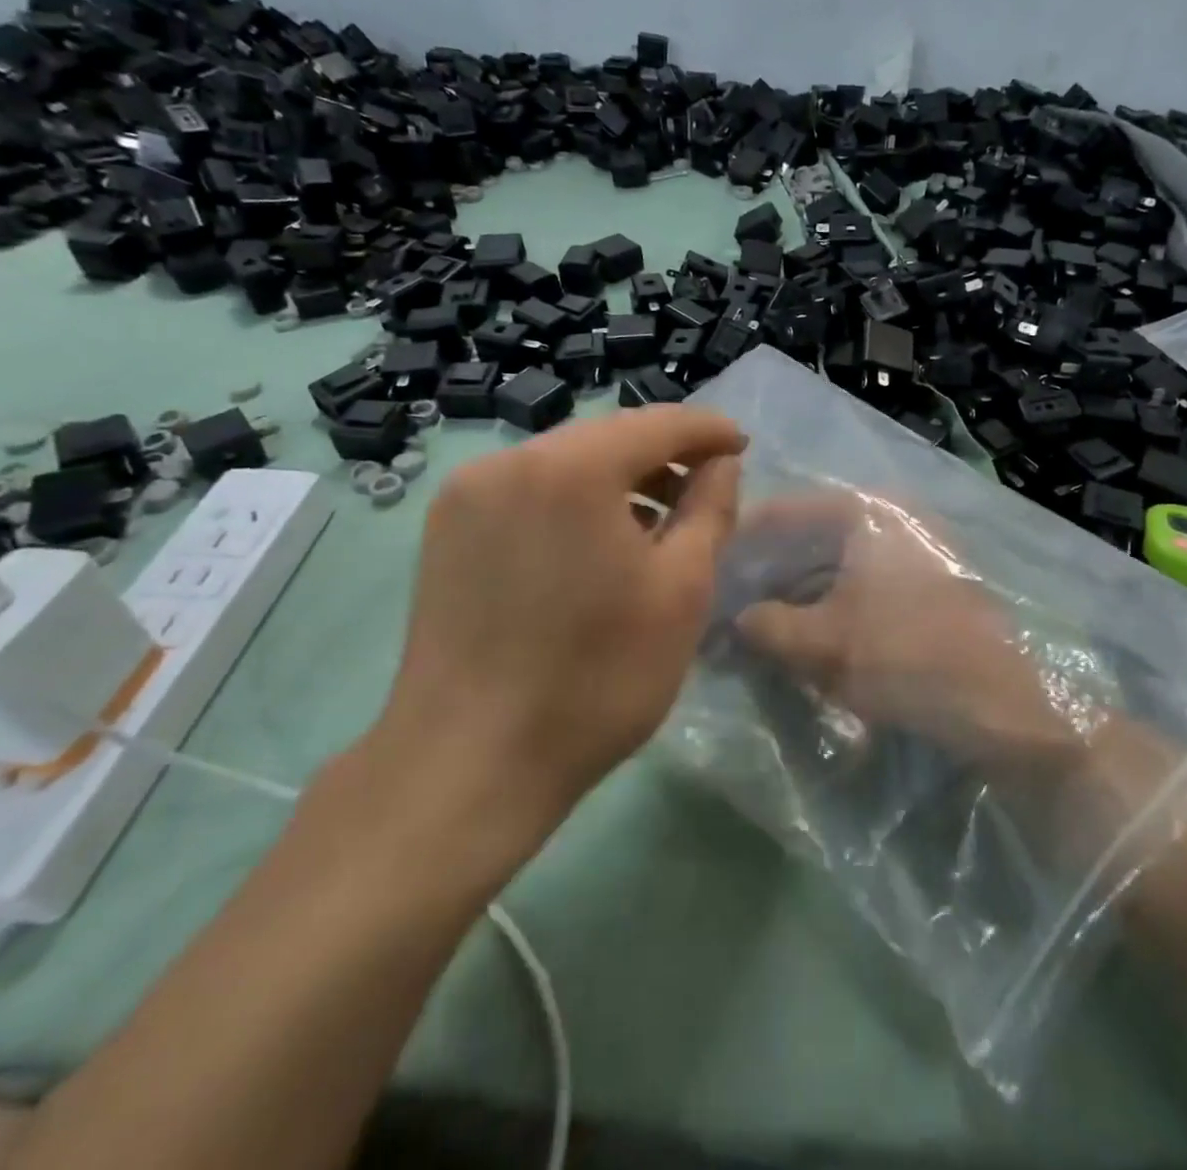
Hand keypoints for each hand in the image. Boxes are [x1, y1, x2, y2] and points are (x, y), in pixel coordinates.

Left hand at [353, 406, 744, 849]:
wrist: (469, 762)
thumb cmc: (596, 678)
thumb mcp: (681, 591)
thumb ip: (709, 509)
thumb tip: (720, 463)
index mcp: (570, 468)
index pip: (656, 423)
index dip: (706, 430)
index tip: (741, 446)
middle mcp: (509, 461)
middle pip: (605, 437)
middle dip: (661, 454)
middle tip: (705, 485)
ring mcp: (467, 494)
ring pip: (563, 462)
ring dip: (616, 478)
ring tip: (656, 522)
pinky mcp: (445, 529)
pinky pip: (526, 490)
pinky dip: (572, 500)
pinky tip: (594, 543)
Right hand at [733, 492, 1079, 760]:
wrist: (1010, 709)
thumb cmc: (909, 658)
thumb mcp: (823, 644)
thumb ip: (766, 625)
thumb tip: (735, 619)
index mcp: (869, 511)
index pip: (786, 512)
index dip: (742, 541)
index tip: (709, 569)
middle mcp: (895, 518)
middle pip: (812, 536)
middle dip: (769, 572)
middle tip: (730, 603)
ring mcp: (918, 550)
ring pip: (838, 563)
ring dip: (798, 593)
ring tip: (760, 625)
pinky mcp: (931, 586)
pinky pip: (864, 585)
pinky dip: (831, 606)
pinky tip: (805, 635)